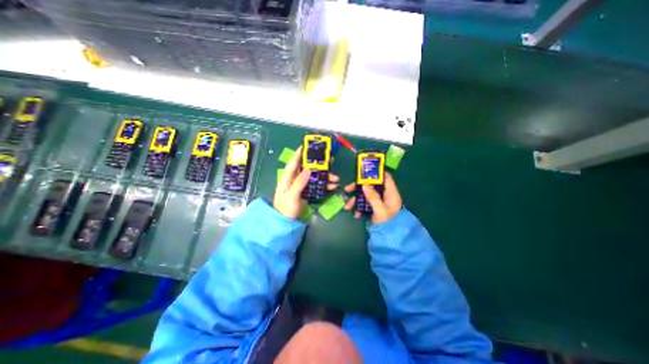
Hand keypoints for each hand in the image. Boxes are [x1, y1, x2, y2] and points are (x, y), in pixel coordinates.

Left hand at [273, 146, 341, 220]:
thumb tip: (308, 169)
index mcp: (288, 177)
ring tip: (335, 177)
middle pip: (307, 167)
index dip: (300, 153)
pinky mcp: (307, 191)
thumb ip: (299, 182)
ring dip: (325, 176)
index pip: (294, 162)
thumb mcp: (291, 196)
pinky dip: (325, 185)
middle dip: (318, 163)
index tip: (307, 145)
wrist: (286, 222)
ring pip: (314, 176)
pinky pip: (317, 185)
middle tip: (329, 159)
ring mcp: (302, 185)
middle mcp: (295, 179)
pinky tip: (333, 186)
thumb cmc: (285, 208)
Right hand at [342, 172, 403, 222]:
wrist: (390, 239)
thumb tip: (364, 185)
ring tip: (347, 207)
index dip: (376, 173)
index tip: (363, 172)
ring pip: (366, 195)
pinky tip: (356, 214)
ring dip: (356, 200)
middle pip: (372, 186)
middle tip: (347, 189)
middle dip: (358, 187)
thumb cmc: (389, 224)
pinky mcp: (374, 208)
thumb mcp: (381, 211)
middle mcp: (385, 195)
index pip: (385, 177)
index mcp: (391, 193)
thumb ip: (373, 198)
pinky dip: (359, 207)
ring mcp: (379, 202)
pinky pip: (365, 203)